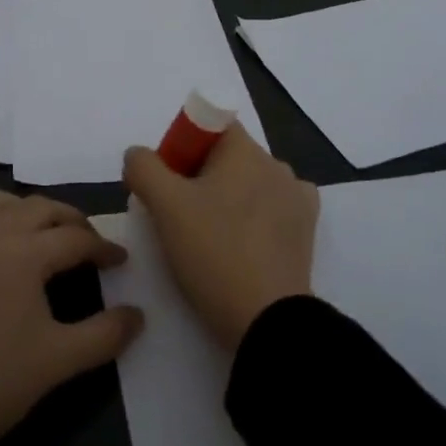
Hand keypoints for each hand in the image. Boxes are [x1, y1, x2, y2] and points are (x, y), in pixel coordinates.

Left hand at [0, 190, 143, 445]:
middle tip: (84, 241)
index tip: (119, 261)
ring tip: (32, 235)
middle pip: (37, 208)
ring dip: (19, 211)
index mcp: (23, 253)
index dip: (104, 248)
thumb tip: (139, 315)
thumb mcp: (56, 363)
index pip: (76, 238)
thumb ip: (105, 335)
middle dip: (69, 220)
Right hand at [123, 125, 318, 350]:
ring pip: (248, 185)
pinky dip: (252, 220)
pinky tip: (239, 245)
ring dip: (225, 200)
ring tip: (206, 239)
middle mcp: (277, 165)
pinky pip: (270, 210)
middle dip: (199, 177)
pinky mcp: (306, 231)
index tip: (167, 183)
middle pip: (227, 157)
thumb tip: (139, 156)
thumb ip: (143, 168)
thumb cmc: (213, 252)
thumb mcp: (164, 206)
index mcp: (246, 150)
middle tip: (177, 217)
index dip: (182, 146)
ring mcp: (297, 199)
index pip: (209, 125)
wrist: (267, 320)